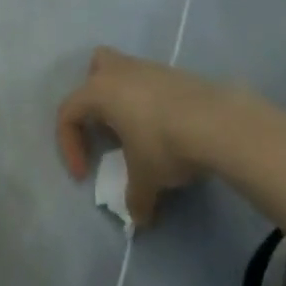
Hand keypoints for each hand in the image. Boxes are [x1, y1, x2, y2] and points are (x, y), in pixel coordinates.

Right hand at [56, 47, 233, 226]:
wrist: (217, 122)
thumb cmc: (164, 144)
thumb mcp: (145, 179)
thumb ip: (135, 198)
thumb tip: (138, 218)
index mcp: (100, 91)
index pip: (68, 112)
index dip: (69, 145)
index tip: (85, 175)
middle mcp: (121, 71)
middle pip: (96, 67)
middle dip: (94, 95)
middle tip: (104, 127)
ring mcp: (151, 68)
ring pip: (126, 72)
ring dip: (125, 98)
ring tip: (137, 132)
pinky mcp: (176, 74)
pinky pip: (151, 82)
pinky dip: (150, 102)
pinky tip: (165, 128)